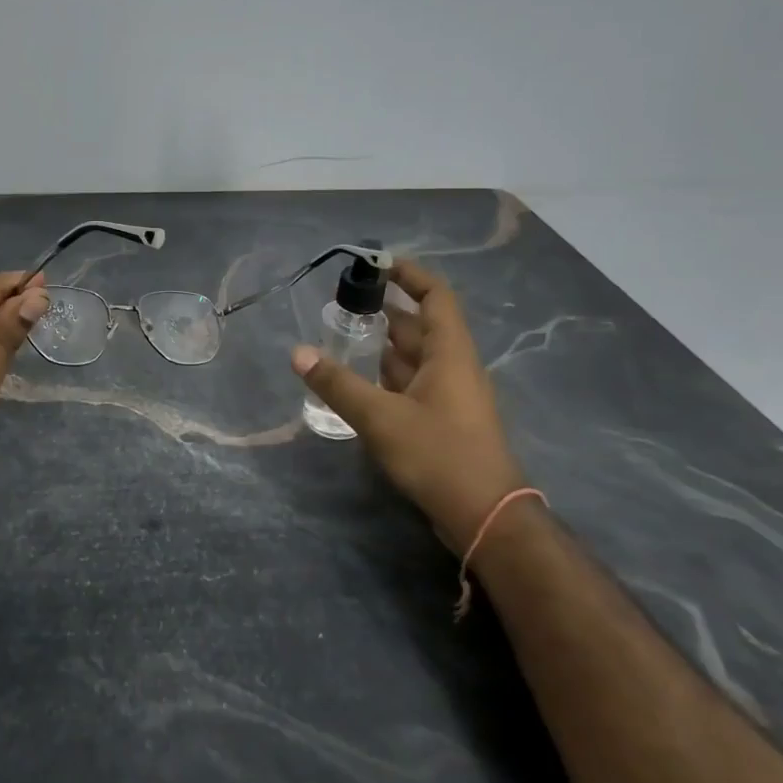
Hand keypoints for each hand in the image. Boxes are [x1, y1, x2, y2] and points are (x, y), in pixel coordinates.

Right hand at [292, 260, 524, 552]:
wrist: (485, 517)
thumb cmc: (438, 455)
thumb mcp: (381, 417)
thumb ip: (338, 384)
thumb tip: (298, 353)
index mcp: (450, 353)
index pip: (435, 297)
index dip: (409, 275)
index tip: (376, 265)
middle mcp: (453, 367)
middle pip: (420, 326)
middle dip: (385, 312)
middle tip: (343, 305)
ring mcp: (450, 396)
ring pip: (414, 358)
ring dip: (383, 346)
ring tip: (343, 337)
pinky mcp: (443, 422)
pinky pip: (413, 385)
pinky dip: (387, 376)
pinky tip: (359, 382)